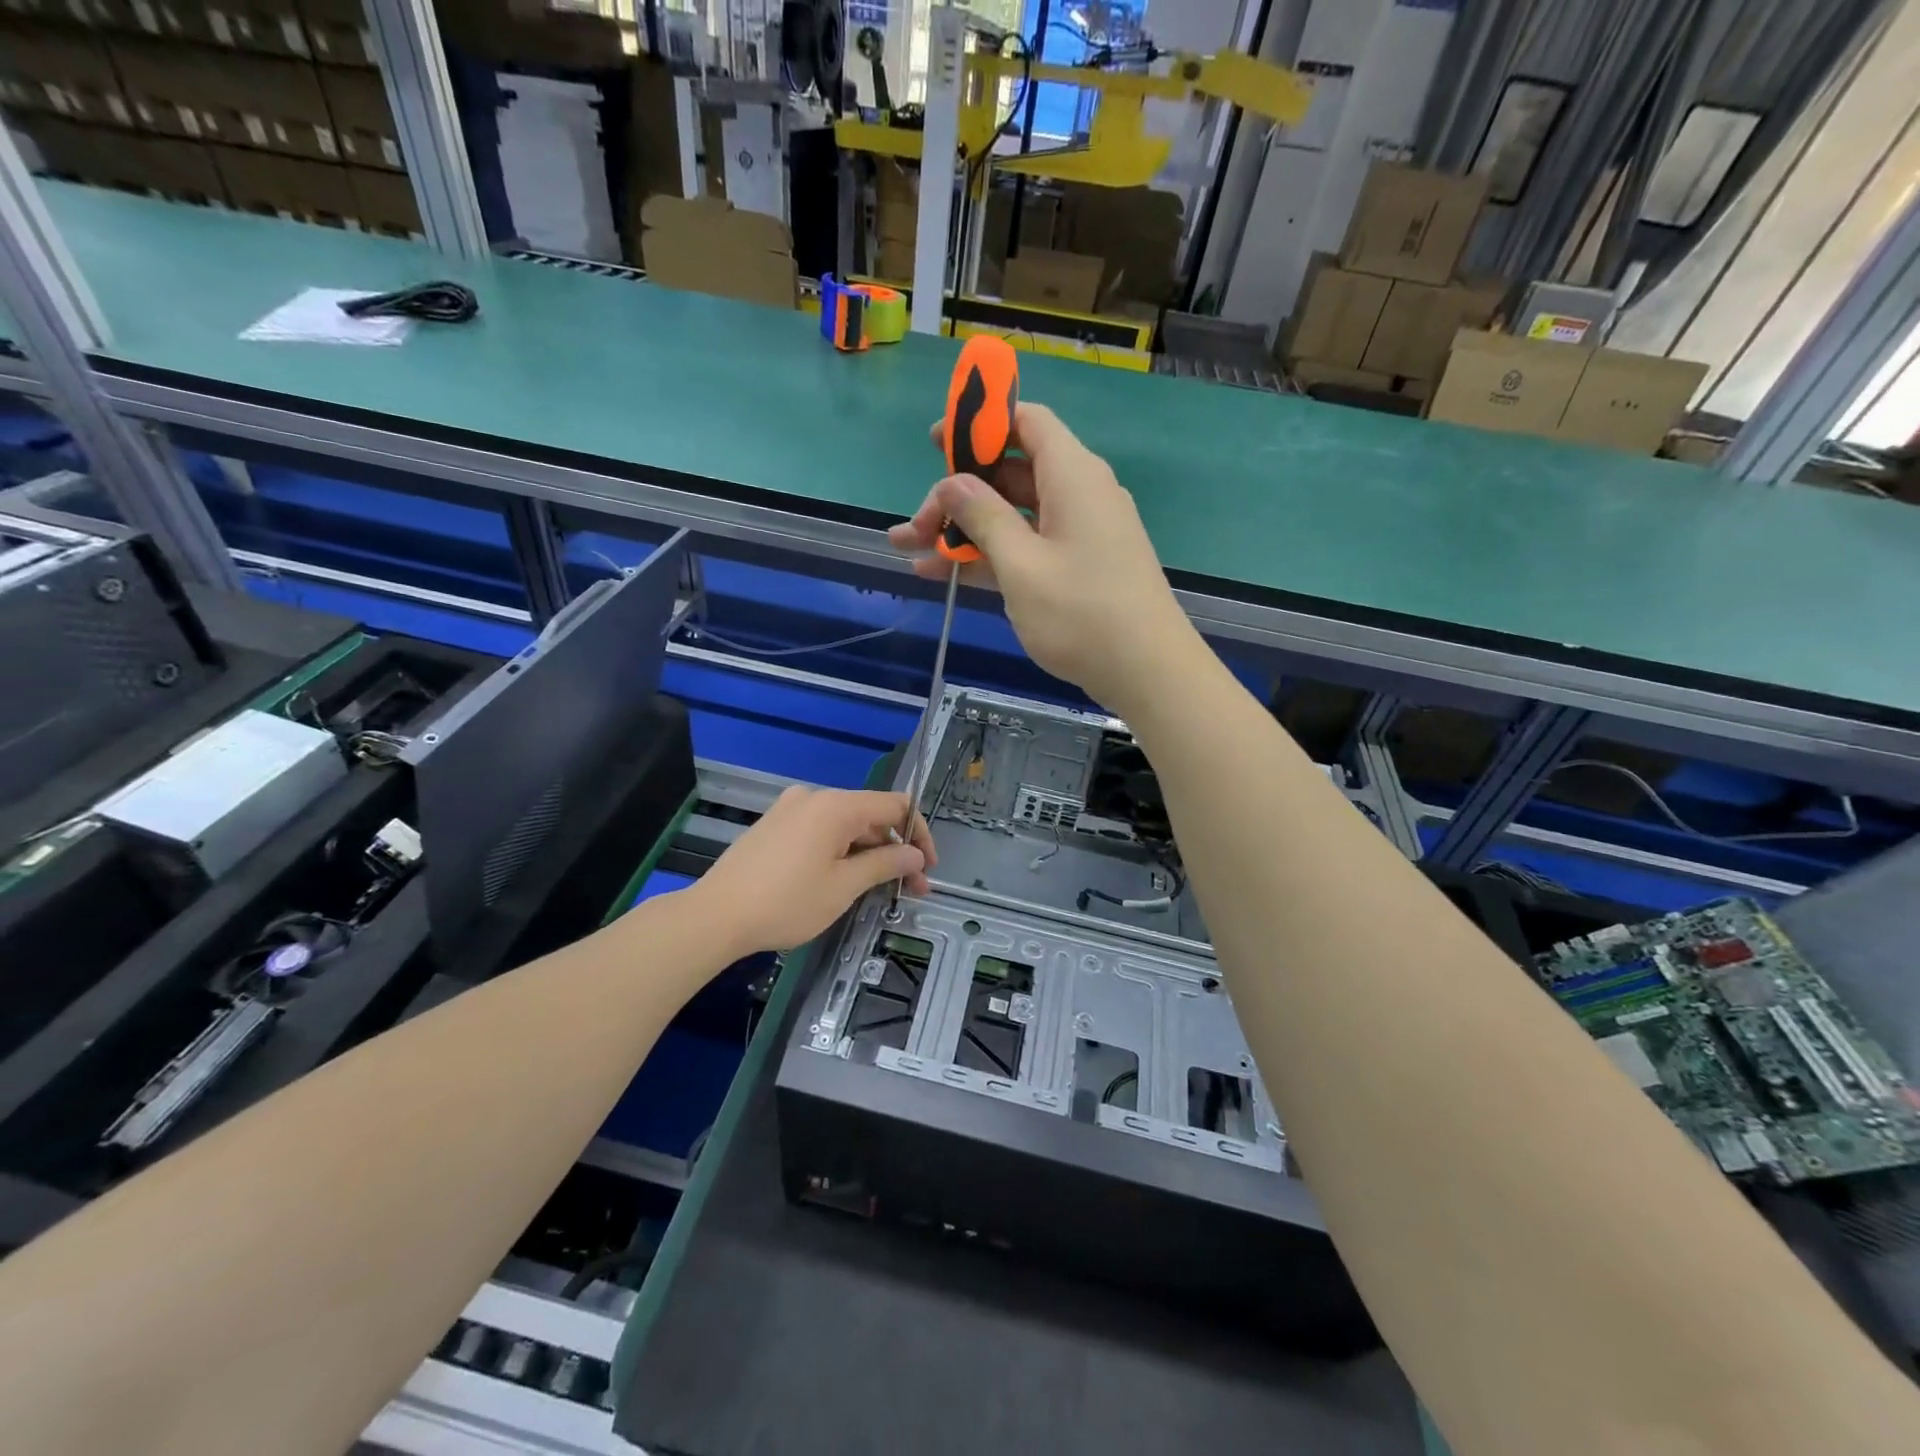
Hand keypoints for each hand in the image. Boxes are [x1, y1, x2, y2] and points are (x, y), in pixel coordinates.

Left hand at [688, 787, 935, 956]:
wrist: (715, 915)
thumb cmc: (786, 902)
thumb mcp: (844, 887)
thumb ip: (885, 864)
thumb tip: (915, 854)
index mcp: (836, 806)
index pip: (896, 805)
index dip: (920, 833)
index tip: (927, 868)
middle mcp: (814, 798)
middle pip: (870, 815)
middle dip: (895, 850)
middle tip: (908, 889)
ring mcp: (790, 810)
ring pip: (845, 825)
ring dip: (869, 853)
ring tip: (878, 890)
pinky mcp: (774, 826)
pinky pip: (820, 831)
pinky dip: (841, 851)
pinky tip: (843, 880)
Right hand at [887, 402, 1194, 710]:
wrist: (1146, 672)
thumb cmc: (1081, 613)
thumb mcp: (1021, 565)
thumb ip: (983, 517)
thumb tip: (952, 482)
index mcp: (1071, 475)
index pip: (1025, 422)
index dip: (978, 424)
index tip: (935, 444)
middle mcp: (1077, 494)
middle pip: (1009, 474)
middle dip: (957, 495)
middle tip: (913, 527)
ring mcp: (1078, 533)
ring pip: (1012, 516)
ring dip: (963, 531)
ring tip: (908, 550)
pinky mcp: (1076, 567)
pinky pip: (1026, 547)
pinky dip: (989, 556)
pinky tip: (943, 574)